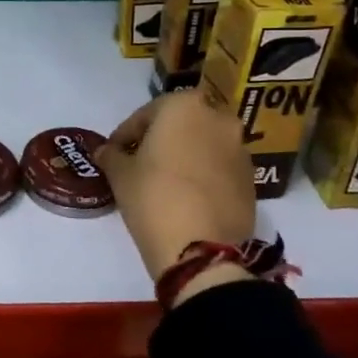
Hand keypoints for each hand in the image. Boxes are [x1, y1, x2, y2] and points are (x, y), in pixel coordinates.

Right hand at [93, 92, 257, 283]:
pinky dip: (203, 174)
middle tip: (140, 162)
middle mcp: (218, 119)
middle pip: (180, 124)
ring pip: (204, 144)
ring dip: (185, 155)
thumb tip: (106, 151)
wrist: (201, 250)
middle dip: (160, 139)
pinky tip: (187, 196)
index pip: (145, 114)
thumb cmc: (153, 197)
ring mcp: (240, 149)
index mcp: (184, 106)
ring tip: (165, 181)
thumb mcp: (120, 174)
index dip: (125, 135)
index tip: (114, 153)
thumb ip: (111, 155)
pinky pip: (220, 167)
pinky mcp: (252, 180)